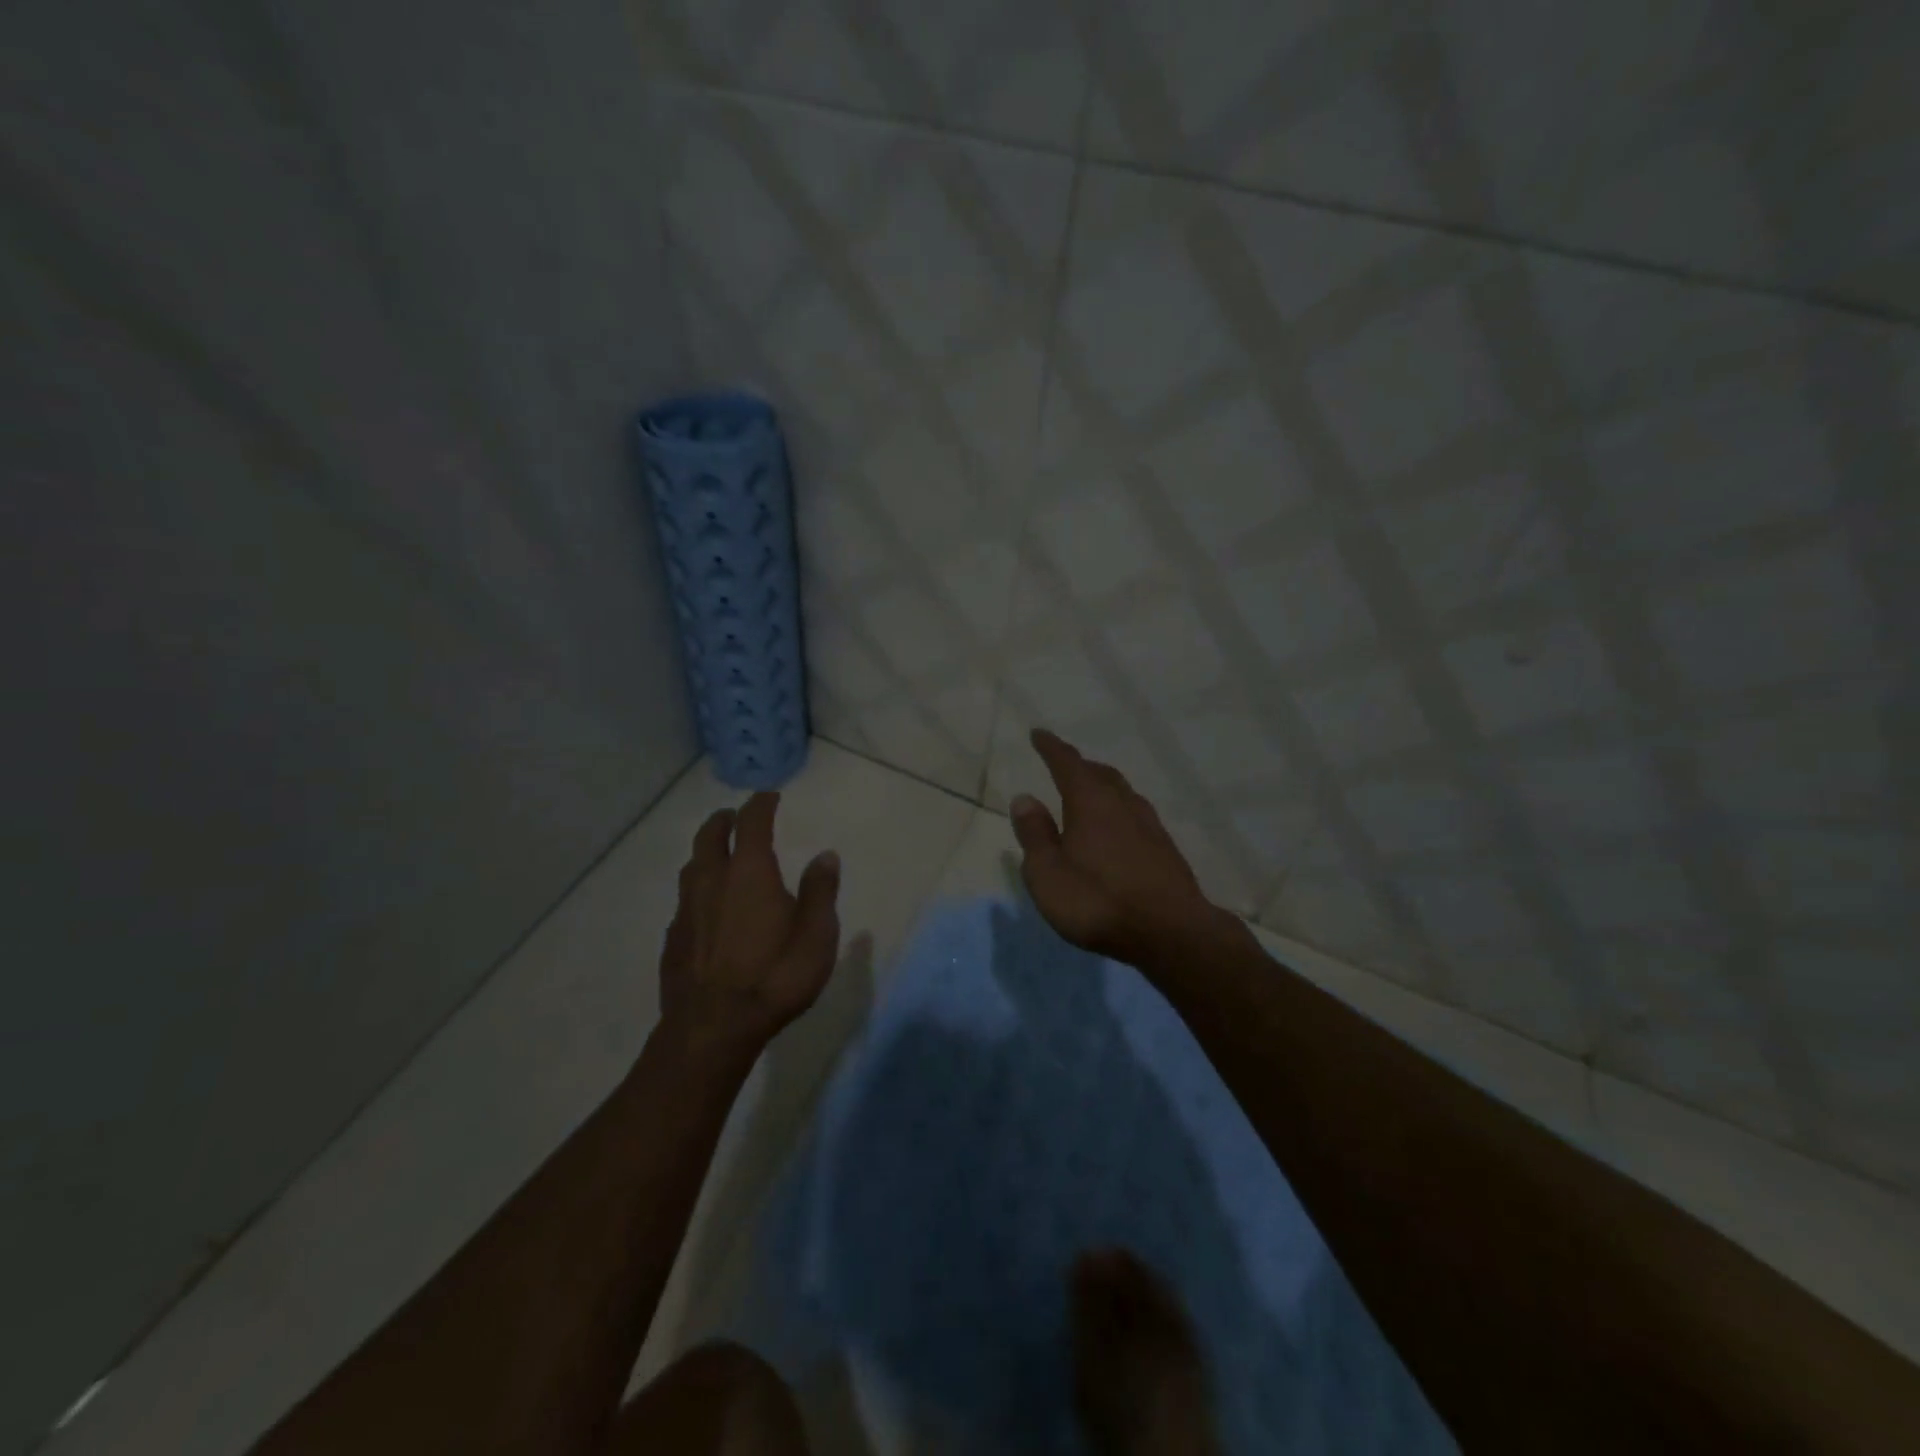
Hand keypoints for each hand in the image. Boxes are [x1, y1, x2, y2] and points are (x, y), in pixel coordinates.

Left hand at [659, 792, 840, 1054]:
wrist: (713, 1029)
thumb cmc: (775, 976)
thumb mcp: (816, 935)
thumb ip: (820, 891)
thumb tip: (825, 855)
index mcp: (749, 872)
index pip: (752, 823)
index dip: (761, 804)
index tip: (770, 796)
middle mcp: (712, 881)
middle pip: (710, 836)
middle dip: (723, 820)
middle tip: (734, 816)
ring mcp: (686, 910)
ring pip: (692, 866)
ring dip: (705, 852)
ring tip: (718, 855)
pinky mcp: (673, 939)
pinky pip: (684, 901)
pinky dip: (697, 890)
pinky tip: (706, 909)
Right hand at [1010, 728, 1225, 965]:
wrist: (1171, 932)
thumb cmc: (1098, 902)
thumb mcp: (1048, 874)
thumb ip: (1035, 834)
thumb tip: (1024, 798)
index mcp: (1090, 802)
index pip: (1067, 763)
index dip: (1051, 748)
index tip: (1039, 734)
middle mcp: (1122, 803)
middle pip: (1099, 773)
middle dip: (1079, 766)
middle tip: (1063, 765)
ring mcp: (1149, 824)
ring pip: (1122, 792)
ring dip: (1102, 786)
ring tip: (1089, 794)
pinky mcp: (1165, 848)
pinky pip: (1135, 814)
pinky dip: (1119, 810)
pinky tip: (1117, 829)